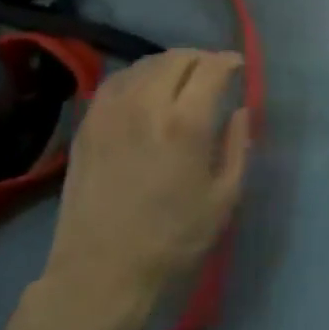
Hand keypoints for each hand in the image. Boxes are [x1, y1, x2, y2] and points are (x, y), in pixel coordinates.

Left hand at [41, 49, 249, 326]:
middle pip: (177, 58)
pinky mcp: (88, 124)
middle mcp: (146, 104)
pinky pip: (116, 81)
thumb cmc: (173, 240)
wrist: (102, 271)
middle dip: (201, 58)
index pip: (211, 68)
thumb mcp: (224, 198)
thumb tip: (240, 112)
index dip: (228, 61)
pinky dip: (138, 76)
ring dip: (169, 64)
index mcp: (186, 122)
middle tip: (213, 73)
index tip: (238, 67)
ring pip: (144, 64)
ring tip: (181, 78)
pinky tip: (145, 90)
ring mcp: (111, 111)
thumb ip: (238, 146)